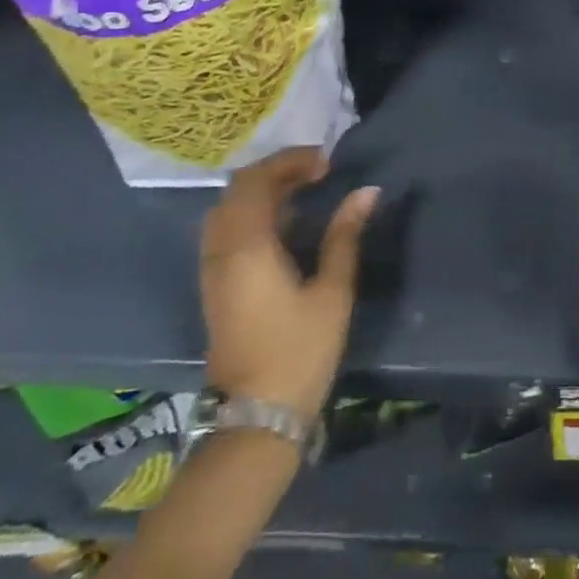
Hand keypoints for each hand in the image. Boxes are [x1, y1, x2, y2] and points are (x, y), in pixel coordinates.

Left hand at [201, 148, 378, 421]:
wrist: (256, 416)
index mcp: (248, 245)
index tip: (325, 164)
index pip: (257, 180)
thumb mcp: (332, 291)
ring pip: (227, 208)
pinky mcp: (213, 286)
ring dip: (261, 192)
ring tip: (301, 194)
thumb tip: (366, 192)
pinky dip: (250, 213)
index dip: (289, 162)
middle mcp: (222, 249)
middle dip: (276, 172)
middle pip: (237, 188)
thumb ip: (345, 235)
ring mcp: (212, 268)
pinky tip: (282, 226)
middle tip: (316, 174)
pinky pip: (225, 229)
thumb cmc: (300, 351)